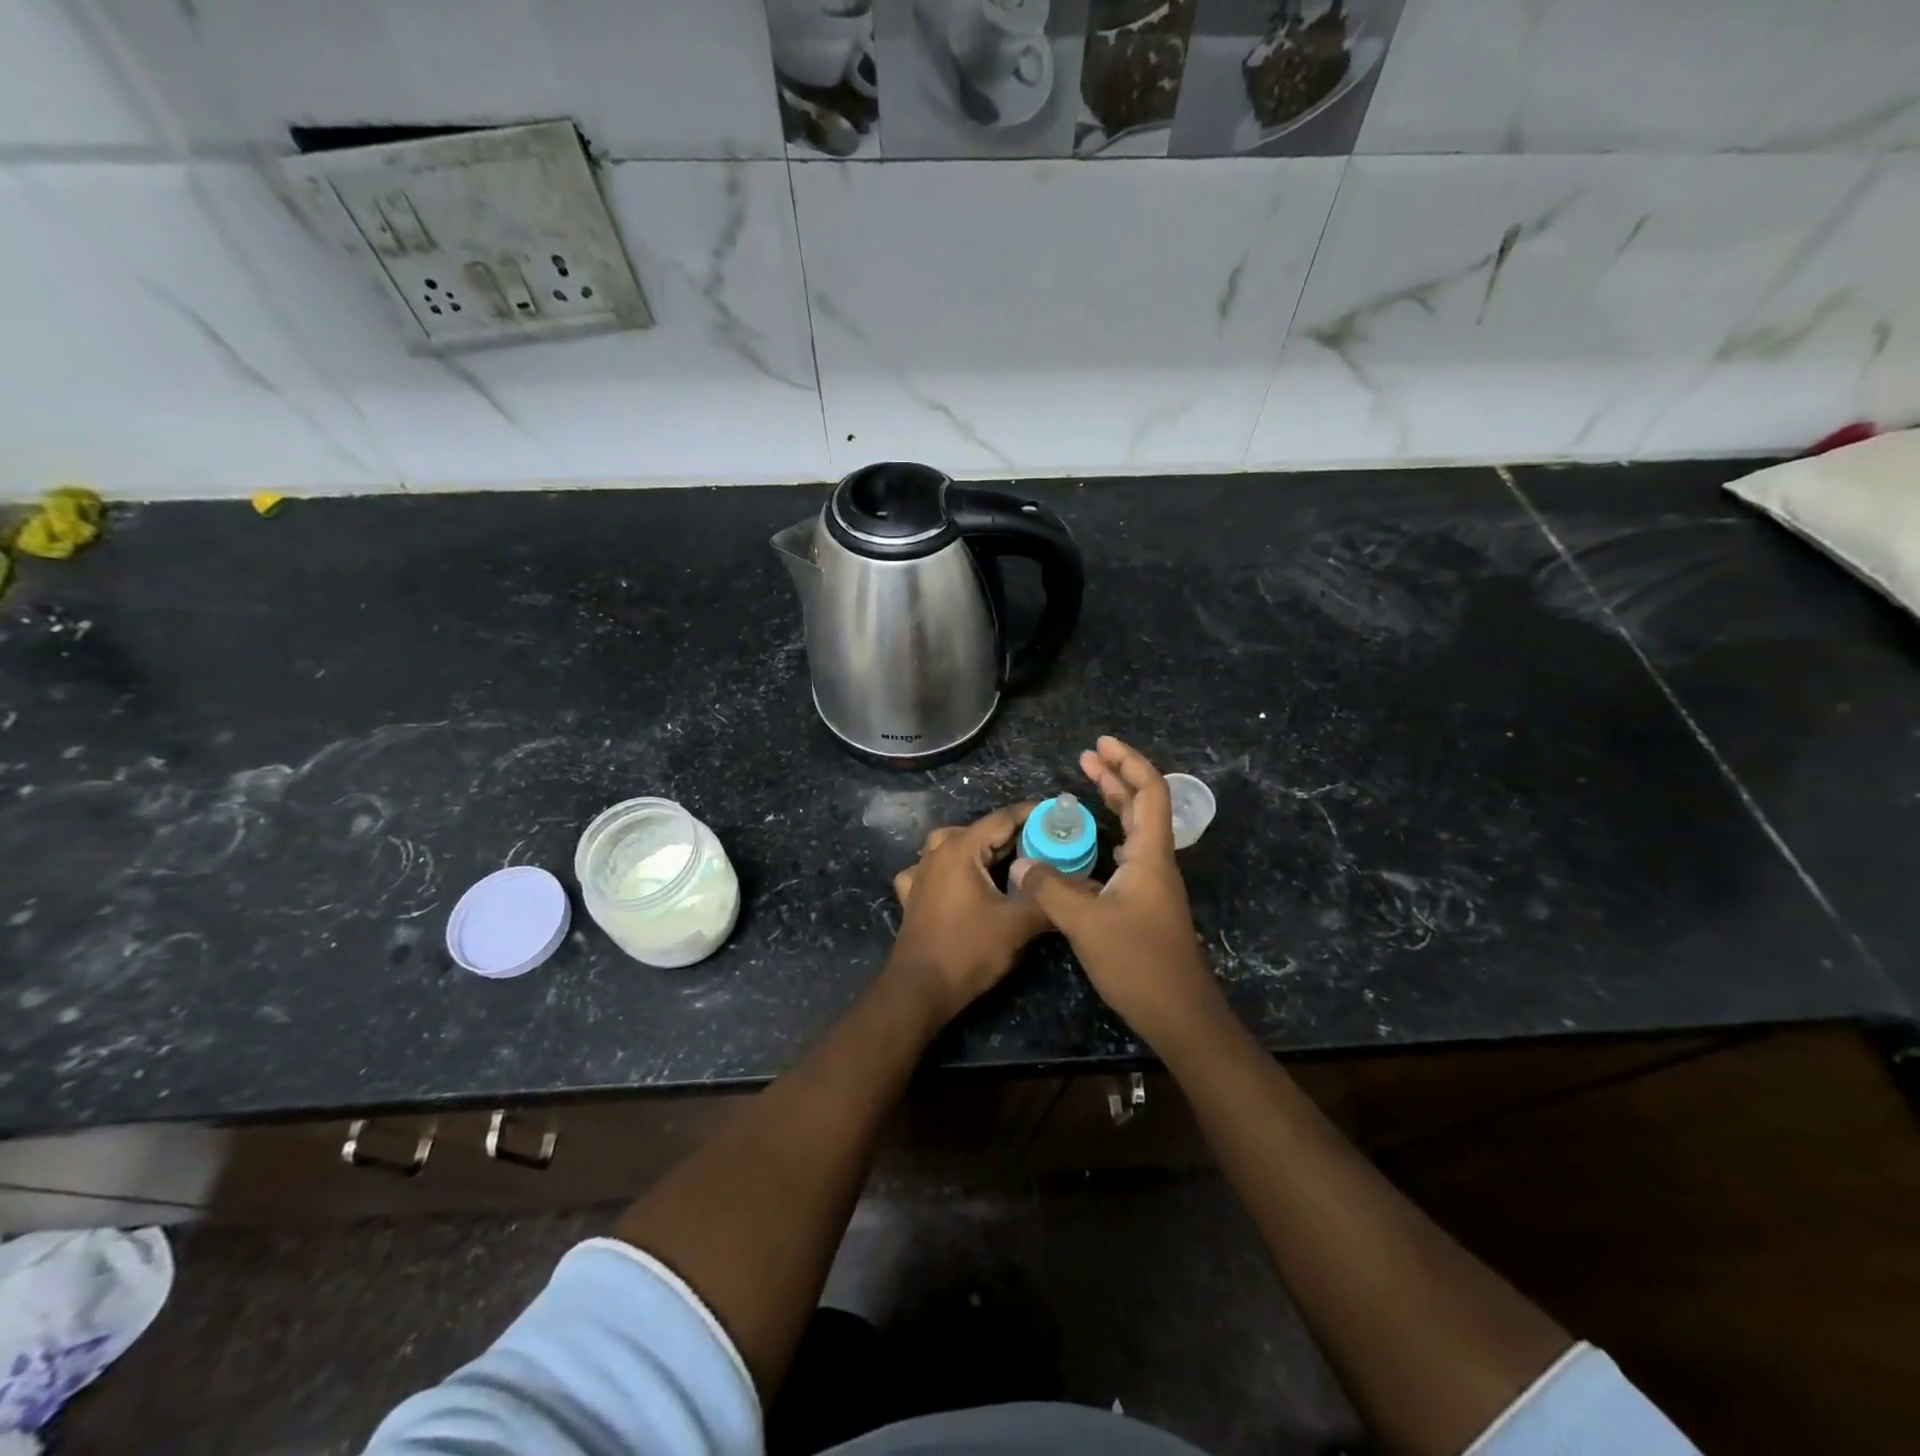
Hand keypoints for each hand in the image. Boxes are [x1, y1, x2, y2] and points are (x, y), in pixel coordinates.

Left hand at [888, 803, 1050, 1026]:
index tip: (1057, 815)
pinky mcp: (912, 895)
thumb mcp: (1017, 924)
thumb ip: (1046, 898)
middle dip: (1012, 834)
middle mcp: (936, 853)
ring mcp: (919, 873)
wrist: (920, 989)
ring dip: (980, 848)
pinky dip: (950, 869)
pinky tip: (959, 881)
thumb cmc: (968, 951)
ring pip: (952, 845)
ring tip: (1005, 860)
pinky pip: (932, 869)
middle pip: (979, 830)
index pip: (1002, 819)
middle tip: (1044, 844)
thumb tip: (1077, 884)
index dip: (1032, 815)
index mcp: (961, 849)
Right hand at [1012, 737, 1223, 1044]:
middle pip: (1143, 804)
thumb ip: (1051, 888)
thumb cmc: (1138, 963)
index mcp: (1150, 855)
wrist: (1179, 1014)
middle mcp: (1156, 862)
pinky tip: (1092, 844)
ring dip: (1114, 803)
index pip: (1150, 791)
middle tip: (1086, 757)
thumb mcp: (1086, 923)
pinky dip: (1110, 835)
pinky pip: (1129, 854)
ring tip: (1088, 786)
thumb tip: (1021, 863)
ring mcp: (1153, 884)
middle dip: (1116, 776)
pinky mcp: (1146, 904)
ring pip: (1136, 829)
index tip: (1100, 745)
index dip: (1127, 762)